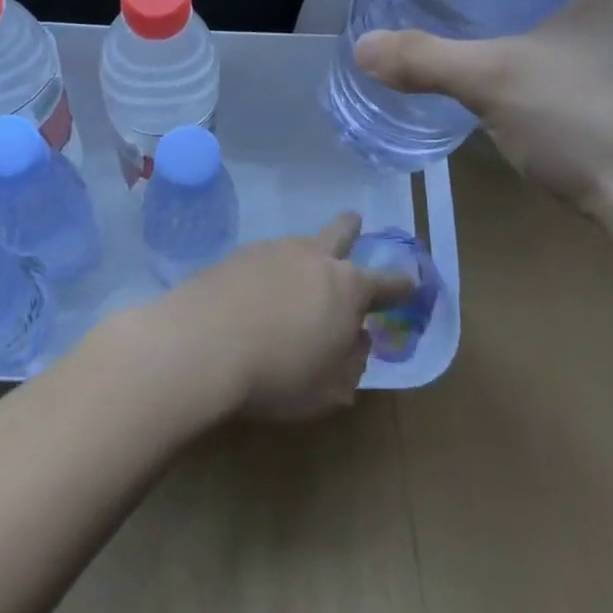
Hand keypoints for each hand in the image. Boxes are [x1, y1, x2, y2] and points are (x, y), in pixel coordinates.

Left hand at [152, 213, 412, 421]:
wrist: (201, 345)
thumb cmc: (277, 374)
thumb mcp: (329, 389)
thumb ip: (352, 363)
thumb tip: (356, 340)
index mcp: (347, 288)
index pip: (386, 282)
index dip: (401, 285)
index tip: (411, 282)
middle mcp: (313, 258)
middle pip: (339, 233)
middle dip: (351, 228)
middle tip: (355, 223)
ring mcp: (272, 250)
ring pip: (298, 244)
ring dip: (303, 256)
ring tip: (294, 278)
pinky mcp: (236, 254)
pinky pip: (264, 258)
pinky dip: (268, 271)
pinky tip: (255, 292)